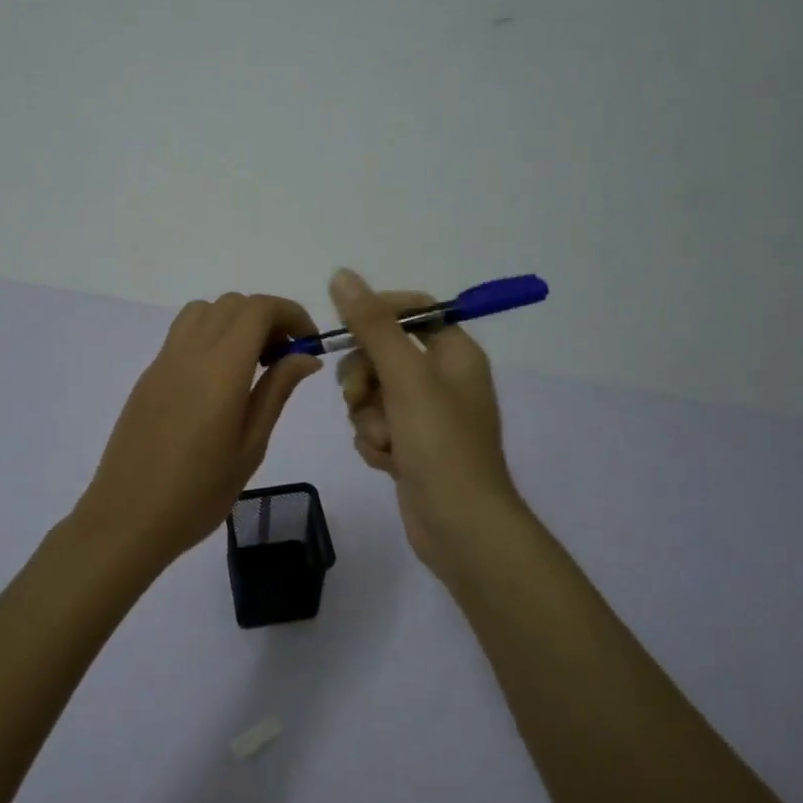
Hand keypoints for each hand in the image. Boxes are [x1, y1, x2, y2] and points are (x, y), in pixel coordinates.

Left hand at [72, 293, 321, 574]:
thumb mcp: (250, 446)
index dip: (291, 314)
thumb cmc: (198, 493)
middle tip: (284, 358)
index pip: (259, 309)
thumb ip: (276, 391)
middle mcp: (189, 352)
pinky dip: (210, 336)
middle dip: (267, 318)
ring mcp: (163, 361)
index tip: (309, 342)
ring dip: (235, 321)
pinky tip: (218, 381)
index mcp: (220, 369)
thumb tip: (305, 355)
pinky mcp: (148, 376)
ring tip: (251, 364)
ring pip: (204, 311)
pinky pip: (183, 334)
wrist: (127, 518)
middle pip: (233, 304)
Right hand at [329, 268, 525, 577]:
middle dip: (364, 378)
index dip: (376, 314)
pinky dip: (375, 442)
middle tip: (361, 397)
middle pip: (382, 353)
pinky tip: (389, 463)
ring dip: (369, 417)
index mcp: (455, 353)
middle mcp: (442, 379)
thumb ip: (372, 325)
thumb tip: (342, 275)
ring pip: (372, 393)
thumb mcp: (406, 377)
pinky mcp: (410, 446)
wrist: (460, 527)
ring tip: (386, 443)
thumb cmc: (441, 444)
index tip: (348, 329)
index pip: (411, 310)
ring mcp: (425, 415)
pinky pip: (375, 425)